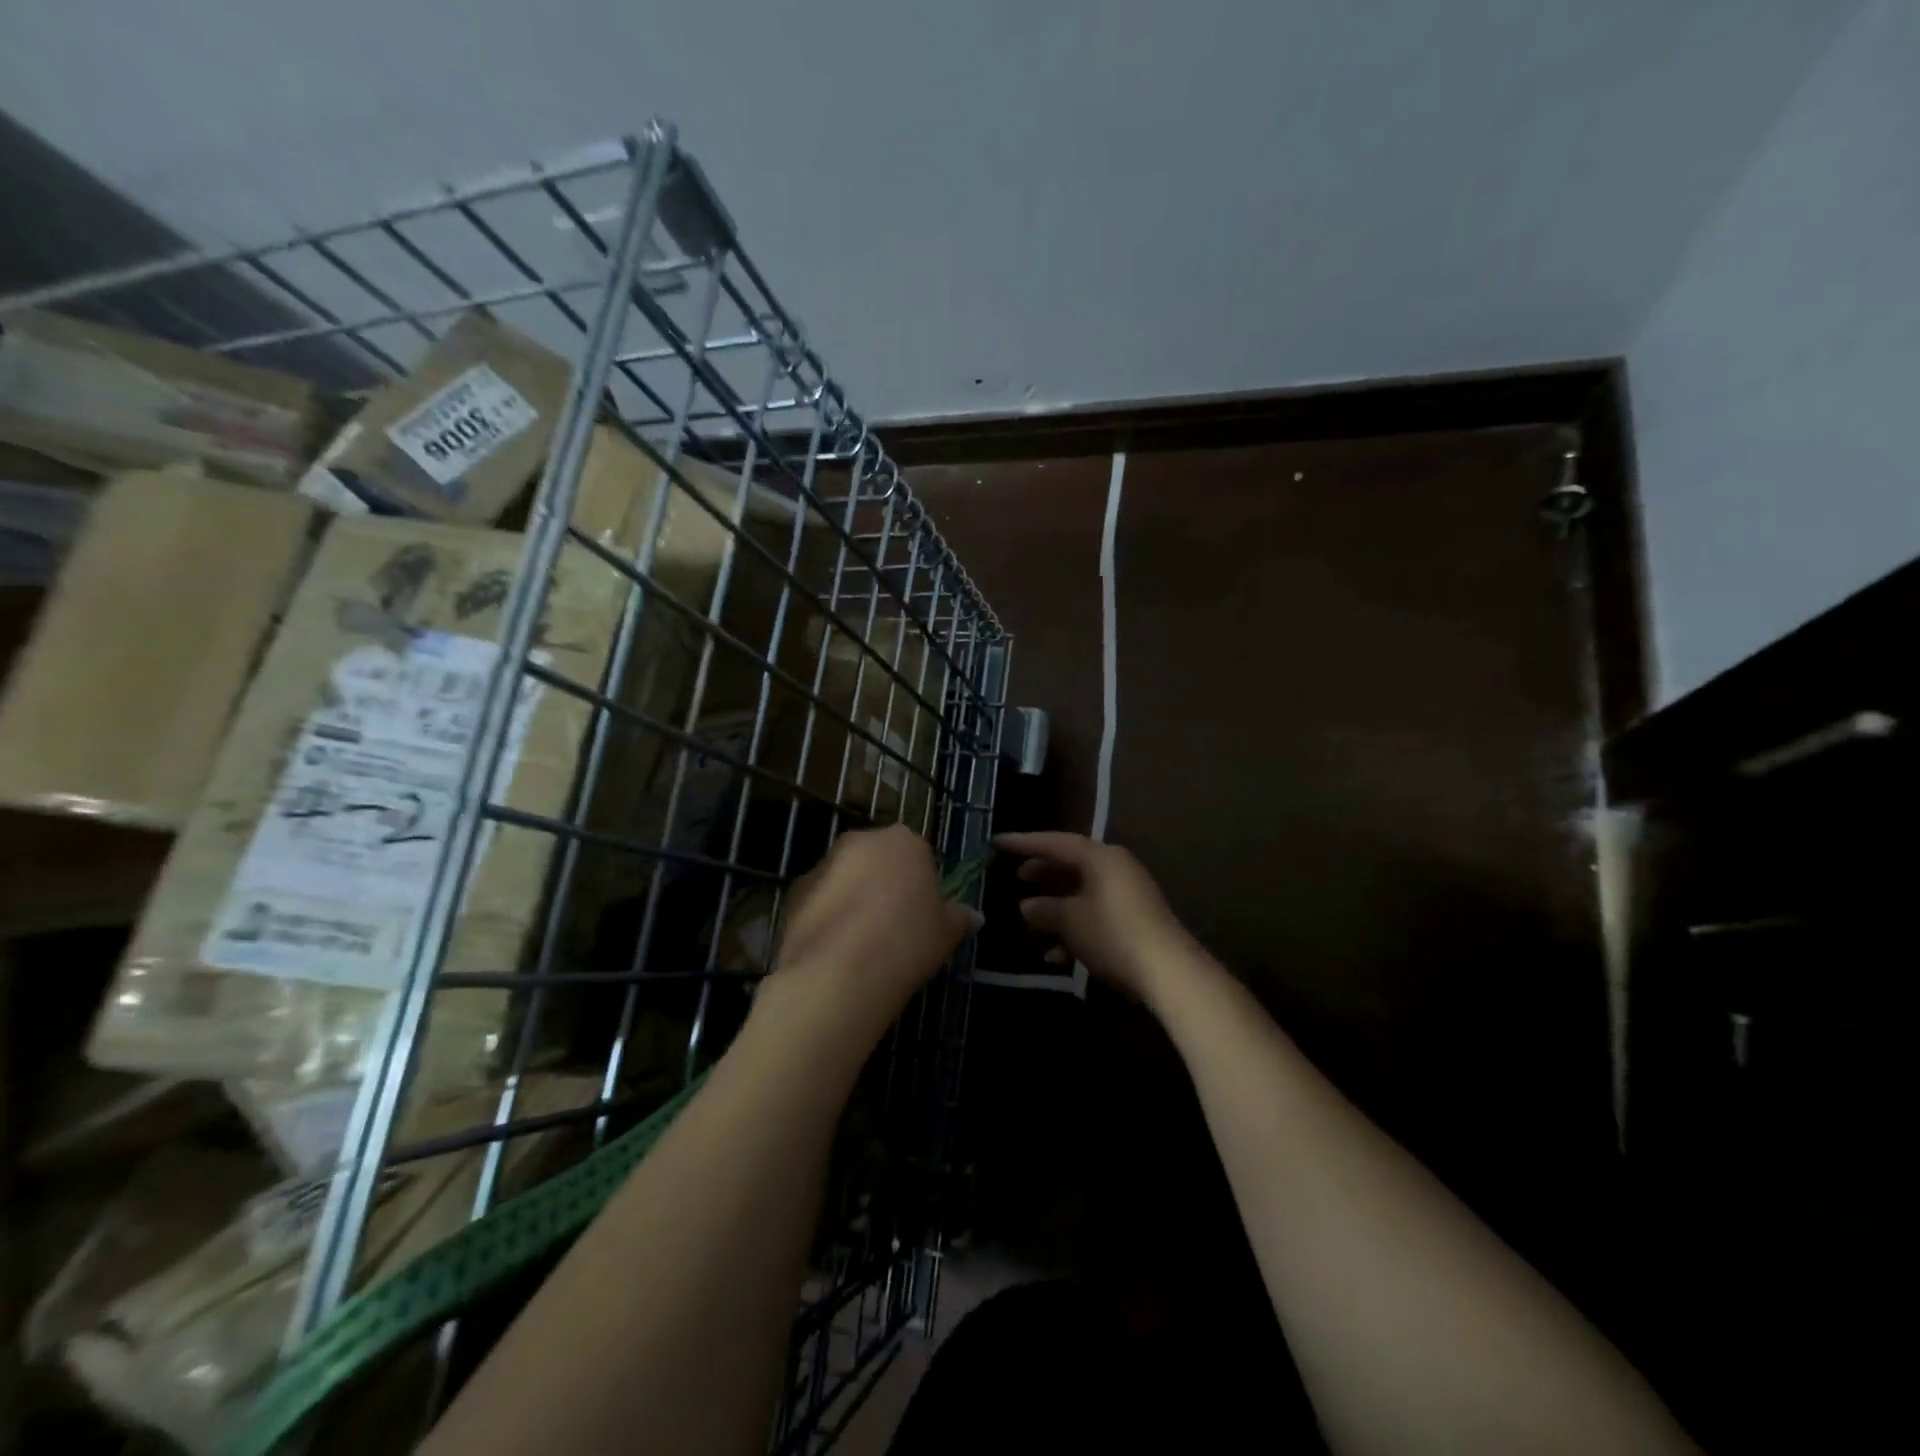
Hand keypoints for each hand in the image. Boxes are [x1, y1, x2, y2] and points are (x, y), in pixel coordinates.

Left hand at [769, 825, 978, 1036]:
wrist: (839, 973)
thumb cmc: (906, 942)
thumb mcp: (947, 933)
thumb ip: (959, 917)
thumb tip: (973, 915)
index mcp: (904, 841)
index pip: (918, 854)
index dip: (921, 884)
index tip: (921, 914)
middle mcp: (861, 841)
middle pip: (878, 859)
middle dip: (884, 884)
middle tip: (894, 926)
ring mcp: (823, 864)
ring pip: (846, 877)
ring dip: (854, 898)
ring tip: (862, 944)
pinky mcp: (794, 890)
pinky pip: (820, 900)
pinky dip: (828, 916)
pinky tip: (836, 950)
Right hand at [995, 832, 1194, 1005]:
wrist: (1168, 971)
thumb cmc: (1113, 934)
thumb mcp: (1071, 920)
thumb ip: (1045, 909)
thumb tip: (1027, 905)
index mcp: (1100, 857)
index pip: (1055, 842)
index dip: (1024, 843)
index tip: (997, 842)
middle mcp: (1115, 868)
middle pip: (1071, 864)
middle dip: (1043, 874)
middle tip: (1017, 878)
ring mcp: (1127, 894)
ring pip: (1082, 892)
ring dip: (1056, 907)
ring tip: (1031, 921)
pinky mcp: (1134, 920)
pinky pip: (1096, 913)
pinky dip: (1075, 927)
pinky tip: (1056, 955)